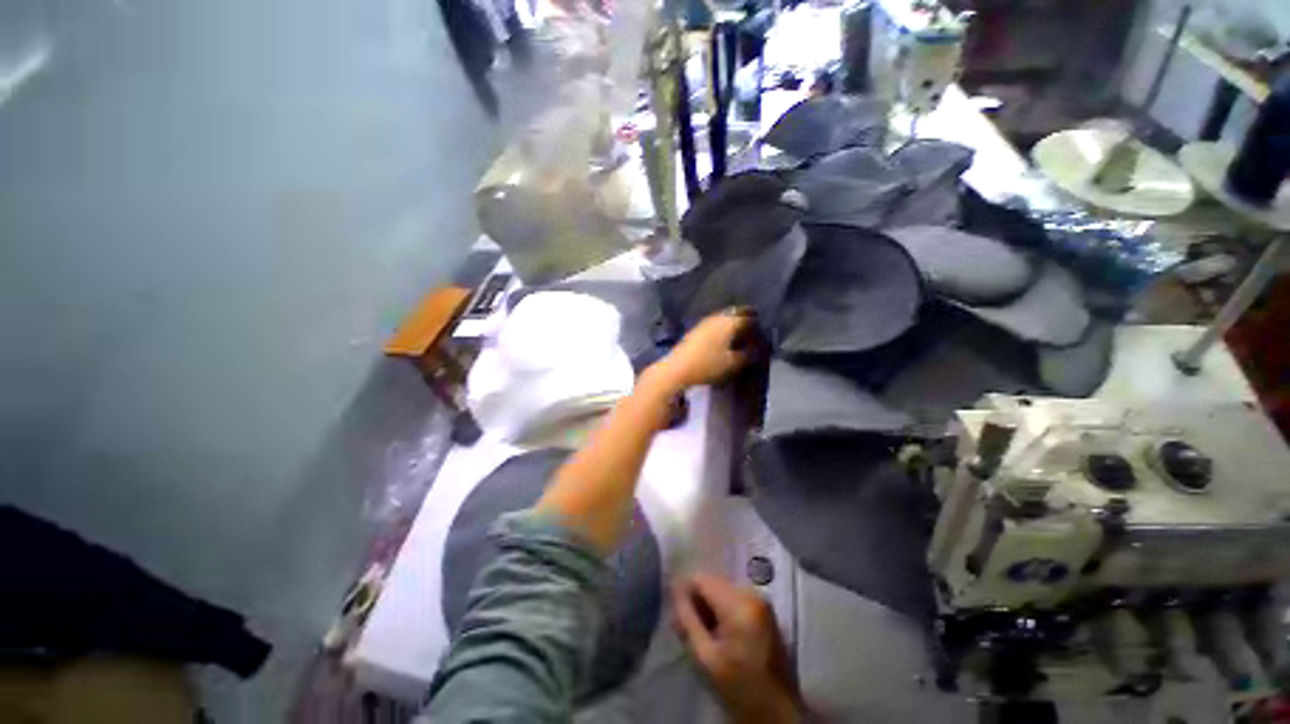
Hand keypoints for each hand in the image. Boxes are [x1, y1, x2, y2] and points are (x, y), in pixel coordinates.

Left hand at [652, 309, 755, 391]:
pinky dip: (723, 328)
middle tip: (754, 330)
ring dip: (733, 323)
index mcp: (729, 322)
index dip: (758, 324)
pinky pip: (715, 324)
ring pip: (725, 318)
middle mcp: (717, 317)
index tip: (764, 331)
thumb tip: (757, 348)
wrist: (677, 369)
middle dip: (746, 320)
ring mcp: (705, 322)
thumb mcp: (732, 363)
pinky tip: (725, 339)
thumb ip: (748, 354)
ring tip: (741, 335)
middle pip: (736, 314)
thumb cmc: (708, 365)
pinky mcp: (696, 330)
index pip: (749, 318)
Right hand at [672, 574, 799, 723]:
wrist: (778, 712)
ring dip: (710, 607)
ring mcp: (761, 600)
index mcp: (739, 604)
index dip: (684, 593)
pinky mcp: (765, 609)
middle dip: (698, 602)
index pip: (701, 579)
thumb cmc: (739, 689)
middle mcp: (752, 593)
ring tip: (707, 636)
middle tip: (691, 630)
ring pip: (722, 589)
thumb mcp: (705, 659)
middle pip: (713, 582)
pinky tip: (722, 635)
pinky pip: (734, 598)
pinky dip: (723, 611)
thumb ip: (687, 621)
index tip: (678, 616)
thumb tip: (673, 591)